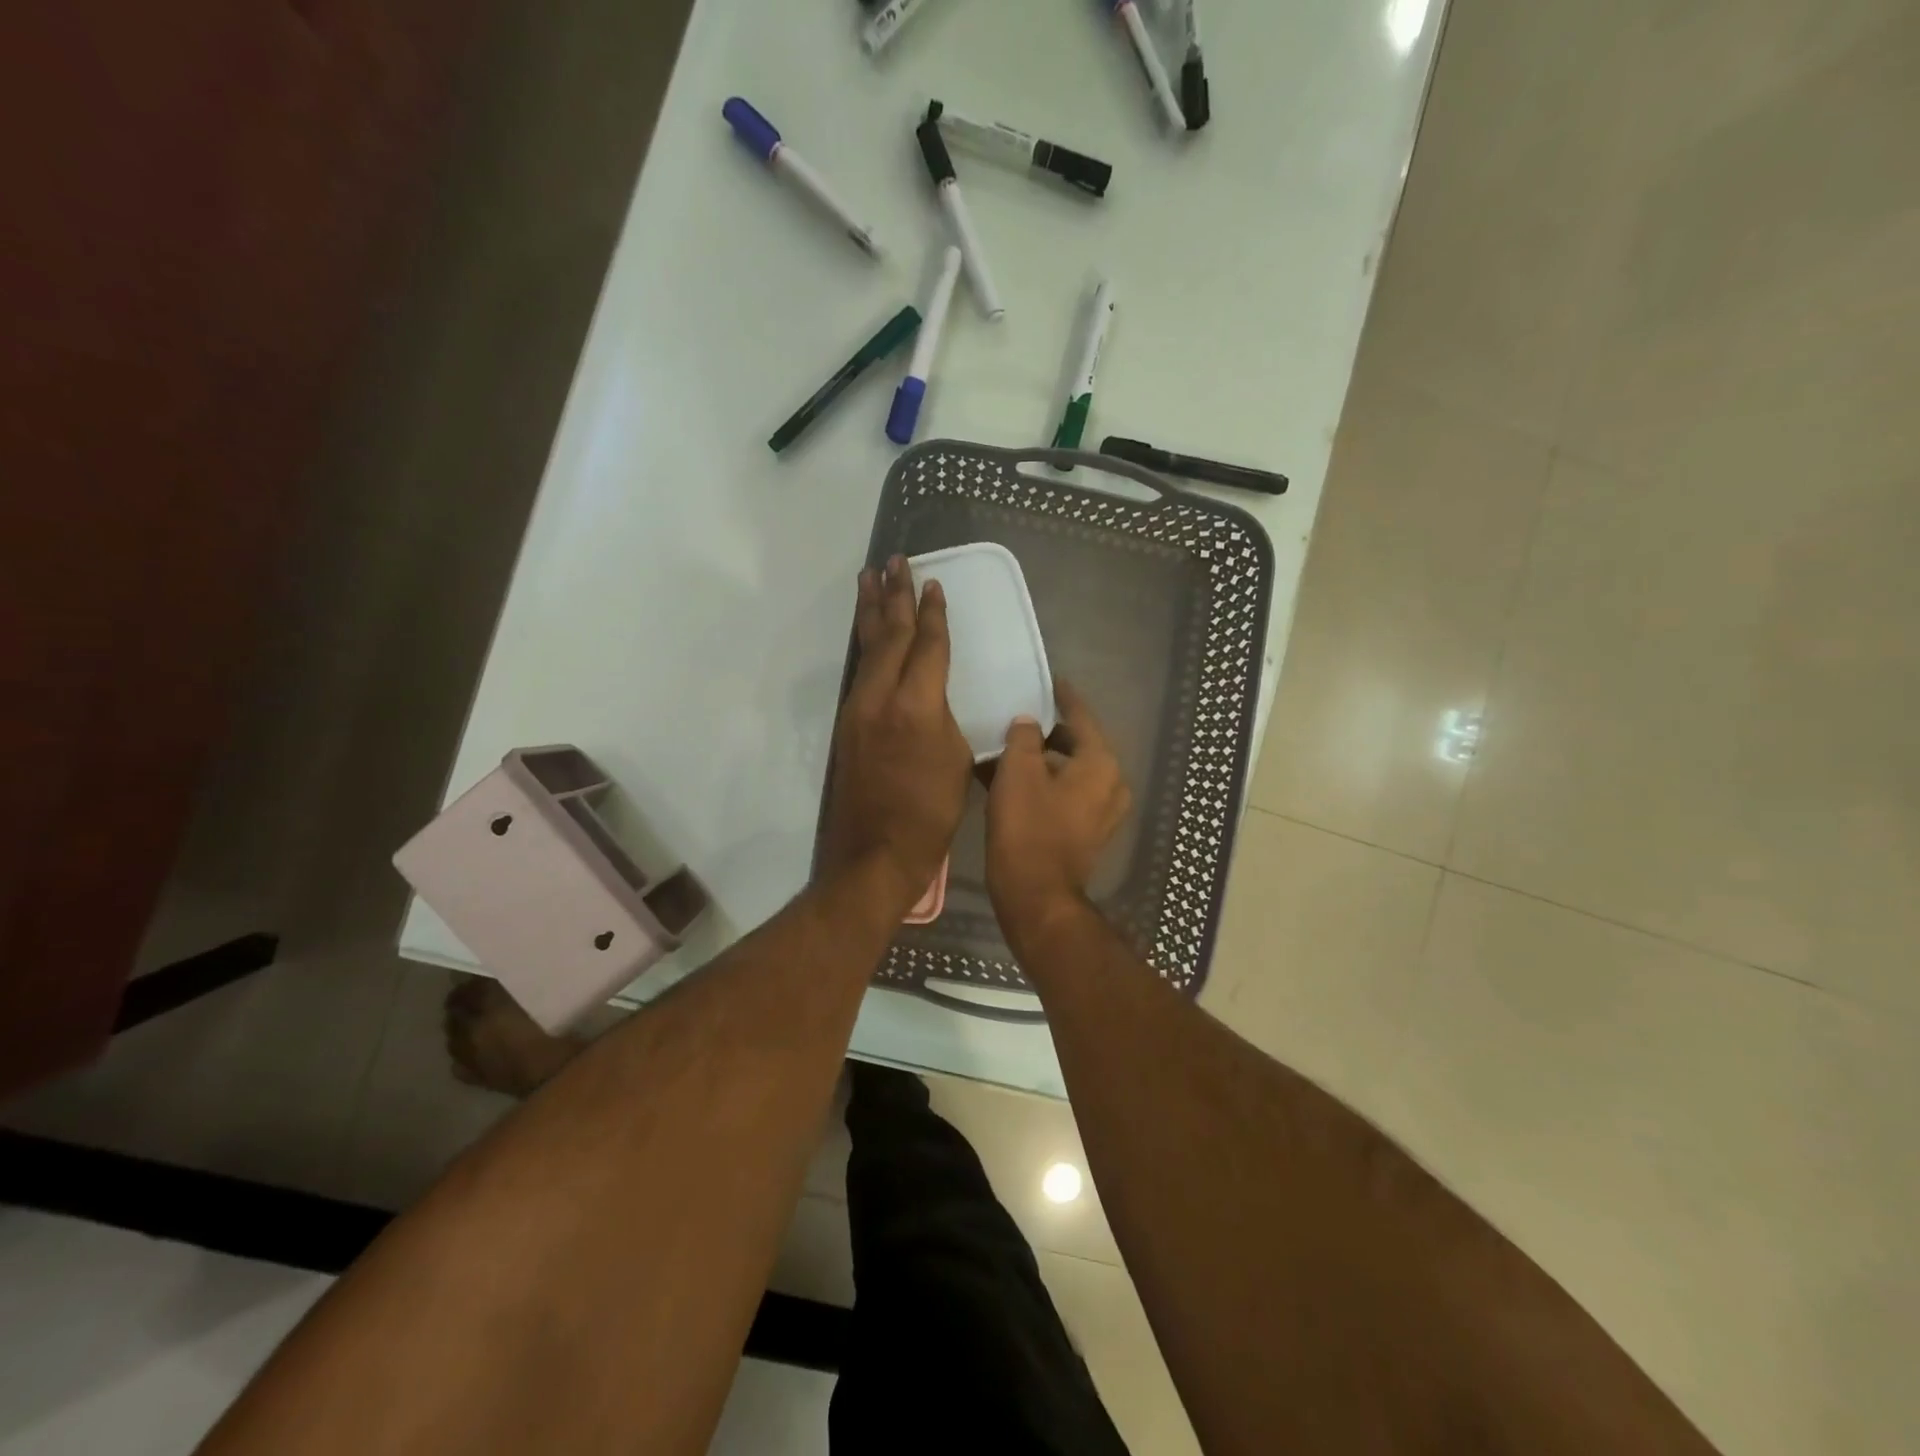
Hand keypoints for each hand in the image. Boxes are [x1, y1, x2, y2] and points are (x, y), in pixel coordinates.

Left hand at [819, 556, 971, 914]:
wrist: (875, 852)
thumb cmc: (930, 813)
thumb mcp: (957, 761)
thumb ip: (945, 718)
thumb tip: (935, 699)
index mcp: (917, 704)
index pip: (927, 645)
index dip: (932, 613)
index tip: (933, 583)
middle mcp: (881, 696)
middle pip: (889, 635)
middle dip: (894, 596)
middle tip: (893, 561)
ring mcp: (858, 709)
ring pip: (867, 649)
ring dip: (870, 611)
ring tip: (869, 579)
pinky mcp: (847, 725)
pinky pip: (859, 671)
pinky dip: (865, 644)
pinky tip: (867, 634)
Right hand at [985, 680, 1130, 936]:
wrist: (1036, 896)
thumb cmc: (1028, 828)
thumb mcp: (1018, 772)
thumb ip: (1024, 738)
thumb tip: (1028, 724)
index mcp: (1100, 764)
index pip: (1082, 717)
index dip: (1064, 697)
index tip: (1051, 681)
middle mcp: (1111, 784)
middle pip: (1078, 745)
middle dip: (1048, 734)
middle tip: (1019, 719)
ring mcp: (1102, 812)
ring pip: (1070, 772)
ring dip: (1043, 761)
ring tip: (1010, 750)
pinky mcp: (1088, 833)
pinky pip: (1067, 795)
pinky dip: (1045, 785)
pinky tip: (1014, 782)